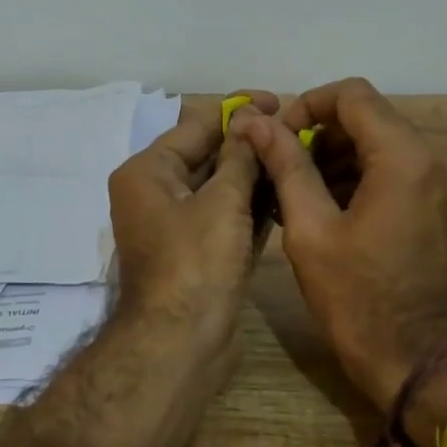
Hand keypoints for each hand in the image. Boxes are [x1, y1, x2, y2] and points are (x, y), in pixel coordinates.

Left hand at [108, 91, 278, 345]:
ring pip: (219, 187)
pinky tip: (285, 192)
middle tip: (295, 132)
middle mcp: (156, 193)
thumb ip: (239, 157)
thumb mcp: (221, 201)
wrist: (181, 344)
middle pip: (207, 155)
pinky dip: (250, 205)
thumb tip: (249, 119)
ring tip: (298, 157)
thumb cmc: (197, 263)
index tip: (279, 101)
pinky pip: (224, 216)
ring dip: (253, 174)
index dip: (237, 110)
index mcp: (148, 172)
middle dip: (248, 143)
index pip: (195, 125)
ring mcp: (176, 225)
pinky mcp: (196, 251)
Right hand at [231, 78, 446, 410]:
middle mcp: (435, 159)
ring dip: (337, 157)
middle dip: (319, 134)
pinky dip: (359, 176)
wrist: (421, 362)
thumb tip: (255, 121)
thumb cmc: (358, 300)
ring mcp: (445, 183)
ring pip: (382, 143)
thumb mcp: (310, 230)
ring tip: (296, 192)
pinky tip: (326, 207)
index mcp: (405, 158)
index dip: (307, 105)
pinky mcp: (443, 205)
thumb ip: (285, 165)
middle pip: (369, 117)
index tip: (278, 137)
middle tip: (280, 168)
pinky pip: (397, 170)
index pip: (352, 95)